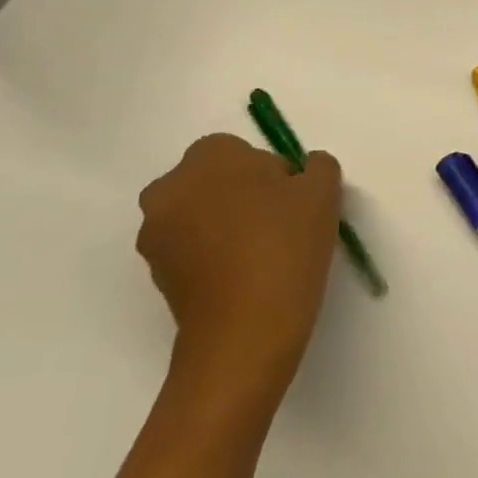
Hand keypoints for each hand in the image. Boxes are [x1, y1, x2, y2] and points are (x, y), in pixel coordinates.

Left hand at [137, 135, 341, 404]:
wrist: (246, 327)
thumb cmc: (286, 244)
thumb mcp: (323, 192)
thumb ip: (317, 167)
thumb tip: (302, 171)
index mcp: (208, 158)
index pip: (240, 150)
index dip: (271, 171)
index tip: (293, 199)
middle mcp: (170, 188)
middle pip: (214, 180)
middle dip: (242, 194)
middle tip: (280, 222)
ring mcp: (155, 233)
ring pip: (200, 214)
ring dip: (225, 224)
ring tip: (263, 253)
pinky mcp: (154, 273)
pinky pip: (190, 248)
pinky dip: (212, 254)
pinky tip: (244, 275)